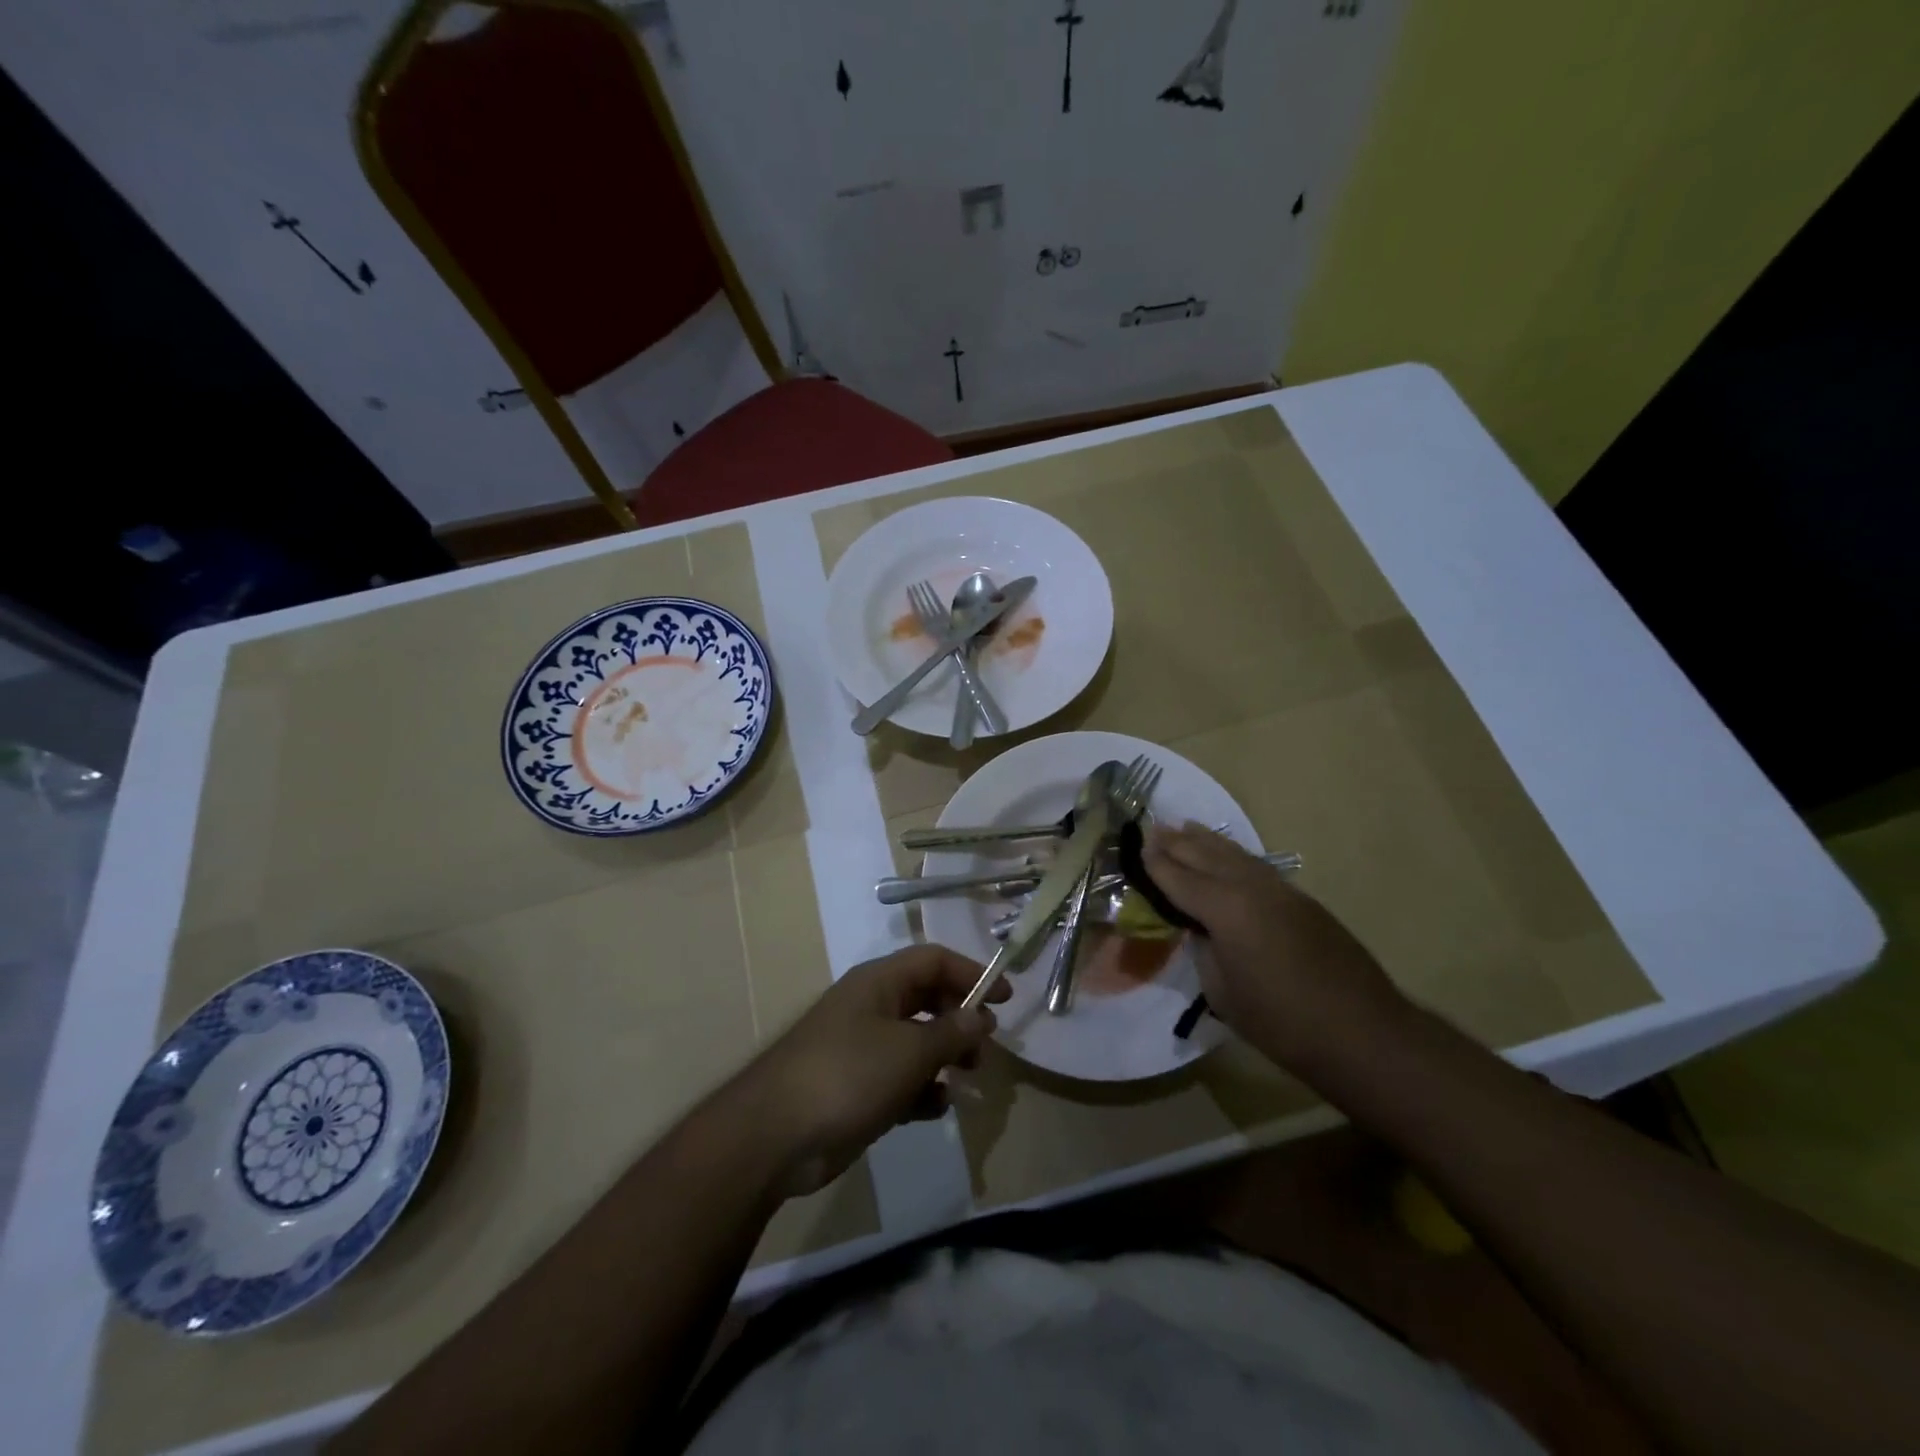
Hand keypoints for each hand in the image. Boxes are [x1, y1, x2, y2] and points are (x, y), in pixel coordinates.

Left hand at [739, 944, 1007, 1195]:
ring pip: (915, 1041)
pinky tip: (936, 1108)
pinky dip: (921, 1089)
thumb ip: (950, 1033)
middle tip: (985, 1047)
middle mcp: (871, 1007)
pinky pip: (899, 1078)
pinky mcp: (855, 1086)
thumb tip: (980, 1017)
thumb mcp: (909, 1051)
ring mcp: (861, 1047)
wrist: (774, 1136)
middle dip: (959, 1019)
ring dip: (944, 1057)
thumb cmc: (847, 1075)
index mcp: (879, 982)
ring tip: (968, 1078)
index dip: (971, 973)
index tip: (1004, 998)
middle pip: (926, 999)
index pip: (934, 960)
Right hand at [1143, 823, 1404, 1070]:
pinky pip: (1255, 866)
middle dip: (1177, 842)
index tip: (1136, 845)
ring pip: (1234, 855)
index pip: (1180, 879)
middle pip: (1206, 856)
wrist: (1363, 1033)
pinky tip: (1227, 855)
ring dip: (1207, 841)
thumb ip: (1205, 951)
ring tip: (1185, 827)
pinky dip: (1233, 855)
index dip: (1156, 863)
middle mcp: (1251, 888)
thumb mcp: (1223, 993)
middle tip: (1153, 828)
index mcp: (1225, 910)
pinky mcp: (1301, 900)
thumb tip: (1201, 931)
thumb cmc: (1282, 1022)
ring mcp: (1280, 890)